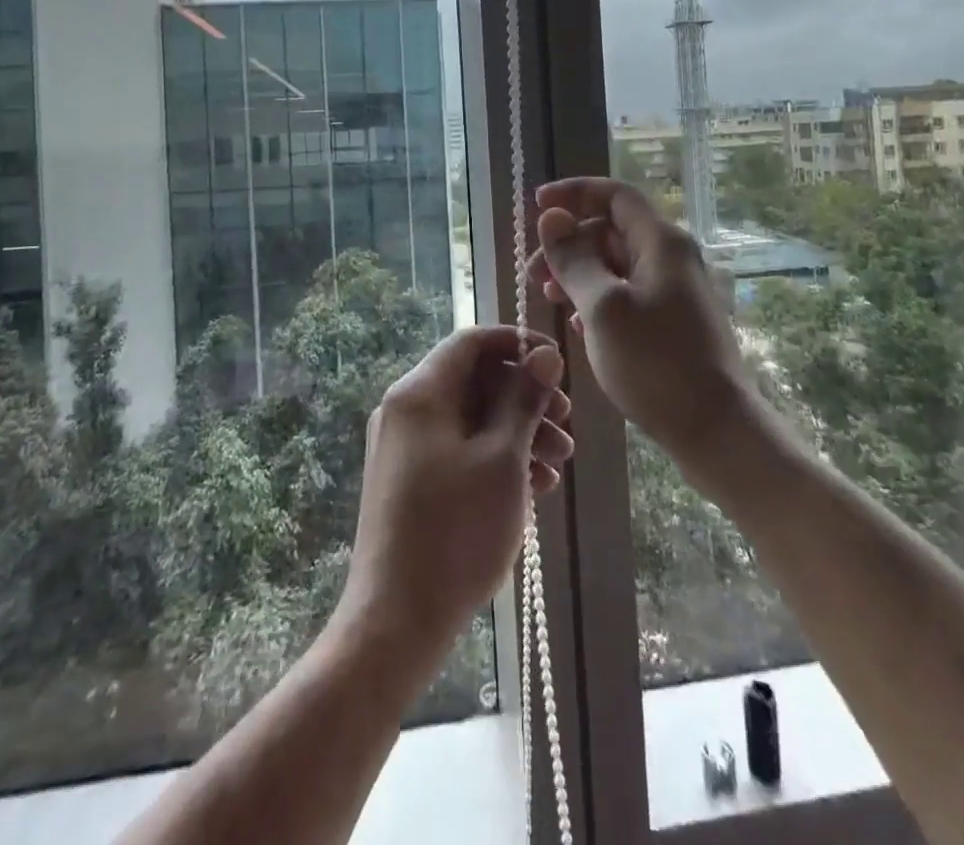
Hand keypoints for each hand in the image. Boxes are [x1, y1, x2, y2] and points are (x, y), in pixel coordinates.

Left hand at [340, 326, 573, 658]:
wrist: (396, 622)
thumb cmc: (455, 532)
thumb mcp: (502, 459)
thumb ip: (524, 399)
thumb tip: (545, 354)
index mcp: (420, 392)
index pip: (471, 341)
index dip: (517, 343)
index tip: (556, 363)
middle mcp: (406, 409)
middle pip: (474, 381)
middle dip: (525, 397)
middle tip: (567, 424)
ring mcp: (405, 447)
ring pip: (471, 418)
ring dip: (518, 432)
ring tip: (560, 463)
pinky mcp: (410, 480)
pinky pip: (459, 449)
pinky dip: (496, 458)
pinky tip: (535, 486)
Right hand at [527, 178, 753, 464]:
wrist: (718, 430)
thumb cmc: (657, 365)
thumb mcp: (602, 308)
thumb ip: (574, 259)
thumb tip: (551, 217)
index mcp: (661, 242)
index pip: (615, 195)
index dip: (574, 193)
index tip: (536, 205)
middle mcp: (673, 256)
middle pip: (612, 230)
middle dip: (569, 242)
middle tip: (533, 274)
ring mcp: (676, 289)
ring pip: (618, 264)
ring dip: (580, 272)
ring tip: (549, 298)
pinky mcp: (675, 320)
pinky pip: (629, 293)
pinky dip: (598, 297)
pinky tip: (577, 322)